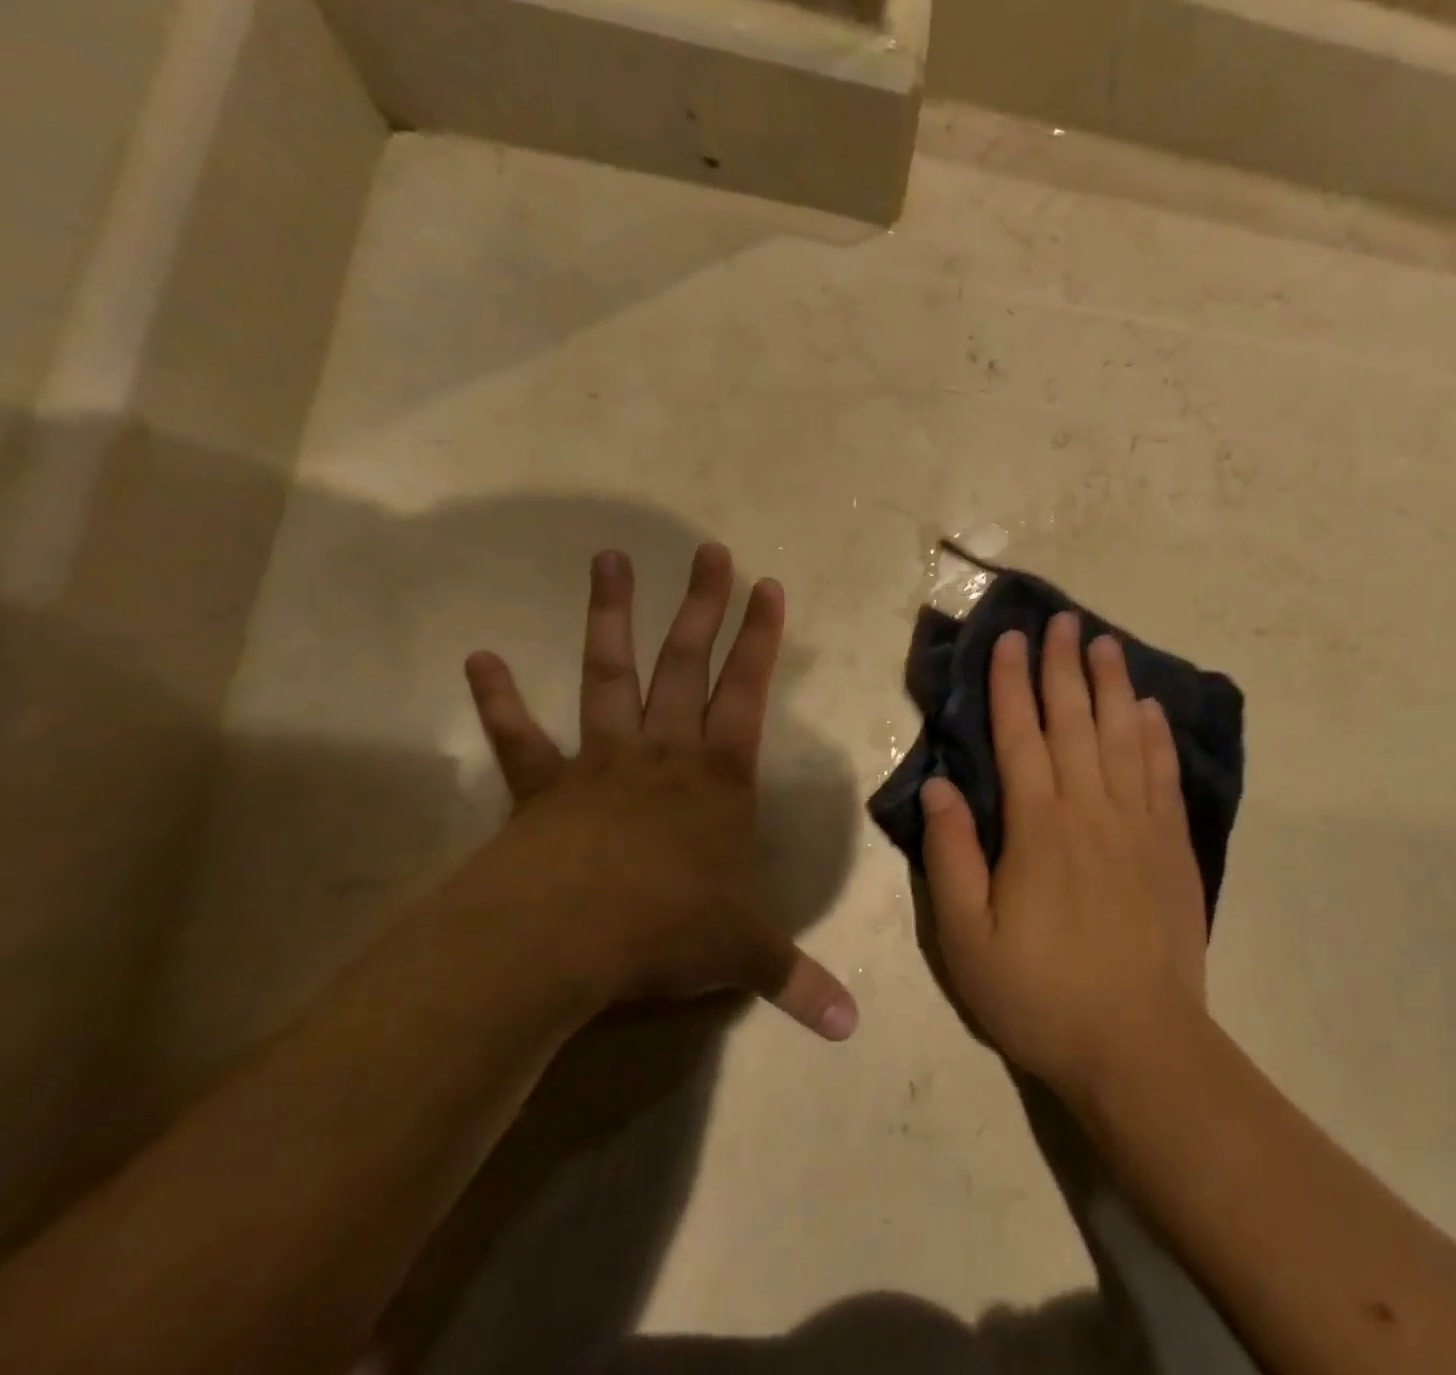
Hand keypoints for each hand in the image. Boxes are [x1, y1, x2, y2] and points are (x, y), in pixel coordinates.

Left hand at [457, 544, 857, 1040]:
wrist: (564, 940)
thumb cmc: (667, 931)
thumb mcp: (743, 955)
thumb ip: (796, 983)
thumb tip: (852, 1029)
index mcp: (718, 777)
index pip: (749, 691)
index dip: (762, 638)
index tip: (768, 585)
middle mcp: (664, 753)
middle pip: (687, 663)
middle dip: (702, 605)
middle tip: (708, 550)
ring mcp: (601, 762)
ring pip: (609, 676)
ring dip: (609, 618)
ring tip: (608, 559)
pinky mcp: (544, 788)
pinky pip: (521, 739)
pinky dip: (499, 701)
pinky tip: (479, 657)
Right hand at [920, 613, 1207, 1098]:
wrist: (1138, 1045)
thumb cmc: (1040, 995)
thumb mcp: (967, 939)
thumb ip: (951, 856)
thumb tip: (939, 785)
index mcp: (1037, 826)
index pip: (1020, 735)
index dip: (1011, 683)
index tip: (1010, 639)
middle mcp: (1090, 809)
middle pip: (1074, 721)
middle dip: (1063, 666)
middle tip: (1062, 620)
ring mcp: (1138, 824)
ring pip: (1122, 736)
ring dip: (1111, 685)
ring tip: (1104, 643)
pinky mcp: (1172, 847)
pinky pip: (1162, 775)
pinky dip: (1155, 736)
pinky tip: (1150, 709)